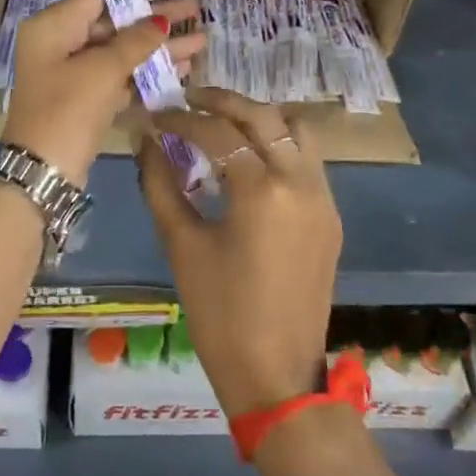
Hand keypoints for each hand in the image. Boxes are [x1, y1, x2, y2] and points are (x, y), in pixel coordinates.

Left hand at [4, 0, 203, 187]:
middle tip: (194, 9)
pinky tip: (181, 69)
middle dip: (155, 20)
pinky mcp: (85, 101)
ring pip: (121, 53)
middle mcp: (60, 45)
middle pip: (114, 24)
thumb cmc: (67, 109)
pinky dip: (147, 73)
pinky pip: (120, 78)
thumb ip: (135, 42)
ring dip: (159, 49)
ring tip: (201, 42)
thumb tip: (160, 21)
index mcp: (53, 27)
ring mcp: (73, 75)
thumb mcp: (102, 70)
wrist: (43, 173)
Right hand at [137, 89, 342, 416]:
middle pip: (263, 115)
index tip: (155, 115)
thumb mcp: (181, 245)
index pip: (216, 132)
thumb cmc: (220, 314)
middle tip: (189, 100)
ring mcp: (323, 197)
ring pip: (296, 128)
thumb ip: (160, 184)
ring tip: (224, 123)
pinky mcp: (331, 215)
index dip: (180, 119)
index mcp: (261, 190)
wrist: (277, 375)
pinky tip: (250, 159)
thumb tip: (145, 141)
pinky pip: (308, 158)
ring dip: (259, 116)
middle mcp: (300, 181)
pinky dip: (279, 143)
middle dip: (222, 101)